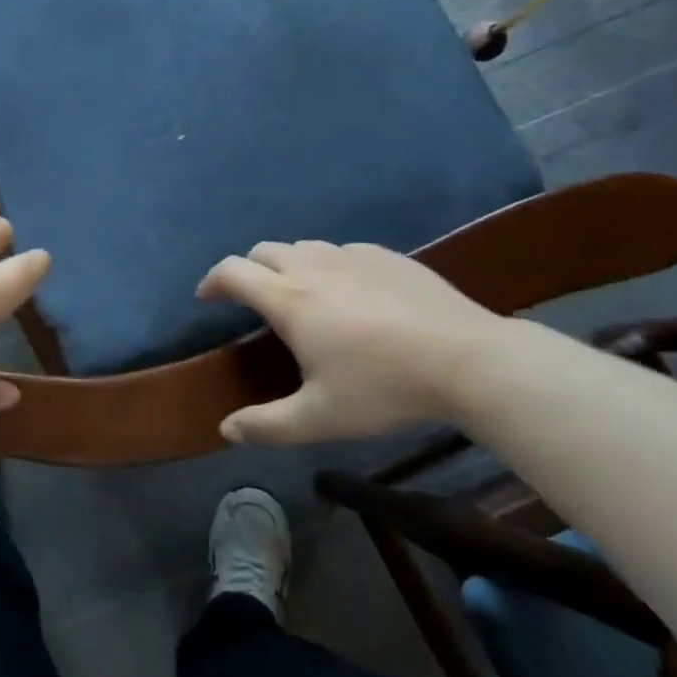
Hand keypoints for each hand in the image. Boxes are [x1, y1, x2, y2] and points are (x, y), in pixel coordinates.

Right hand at [196, 241, 506, 443]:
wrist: (469, 360)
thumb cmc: (385, 388)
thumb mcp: (320, 419)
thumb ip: (267, 426)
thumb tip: (225, 430)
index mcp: (288, 300)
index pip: (232, 272)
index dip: (211, 281)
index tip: (207, 298)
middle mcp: (312, 267)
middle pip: (263, 251)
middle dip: (247, 270)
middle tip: (252, 299)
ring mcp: (352, 256)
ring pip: (303, 247)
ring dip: (288, 264)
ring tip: (300, 294)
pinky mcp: (386, 256)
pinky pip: (342, 251)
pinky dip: (329, 265)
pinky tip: (350, 294)